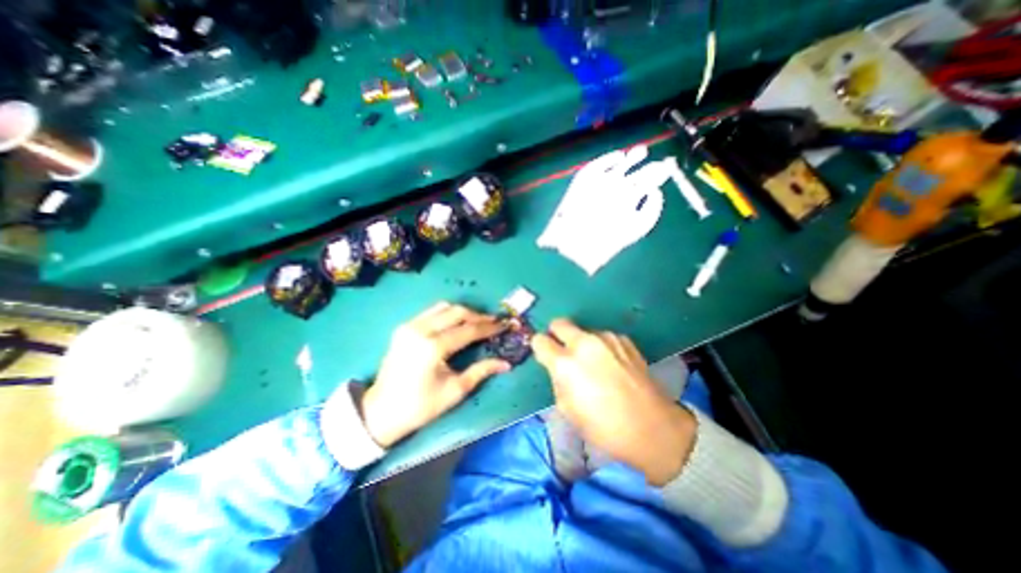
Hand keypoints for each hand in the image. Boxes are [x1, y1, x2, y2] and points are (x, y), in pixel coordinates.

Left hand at [362, 302, 514, 450]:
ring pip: (444, 307)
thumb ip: (481, 371)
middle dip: (478, 315)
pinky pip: (431, 311)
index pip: (468, 330)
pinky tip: (456, 323)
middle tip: (492, 323)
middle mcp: (421, 330)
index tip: (504, 325)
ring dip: (463, 312)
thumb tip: (506, 363)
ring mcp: (410, 326)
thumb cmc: (421, 406)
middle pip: (457, 312)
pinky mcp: (404, 327)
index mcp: (433, 348)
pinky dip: (448, 314)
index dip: (489, 327)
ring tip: (476, 322)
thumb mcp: (455, 391)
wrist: (381, 411)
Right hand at [530, 319, 698, 484]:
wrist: (652, 427)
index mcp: (565, 363)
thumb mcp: (567, 409)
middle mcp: (584, 343)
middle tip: (564, 353)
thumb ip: (557, 380)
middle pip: (559, 323)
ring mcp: (606, 338)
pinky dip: (601, 347)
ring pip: (582, 331)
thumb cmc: (603, 426)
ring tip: (595, 365)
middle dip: (556, 335)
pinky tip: (612, 366)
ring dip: (581, 343)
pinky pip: (602, 337)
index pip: (539, 340)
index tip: (546, 356)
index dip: (540, 348)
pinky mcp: (624, 339)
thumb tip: (557, 366)